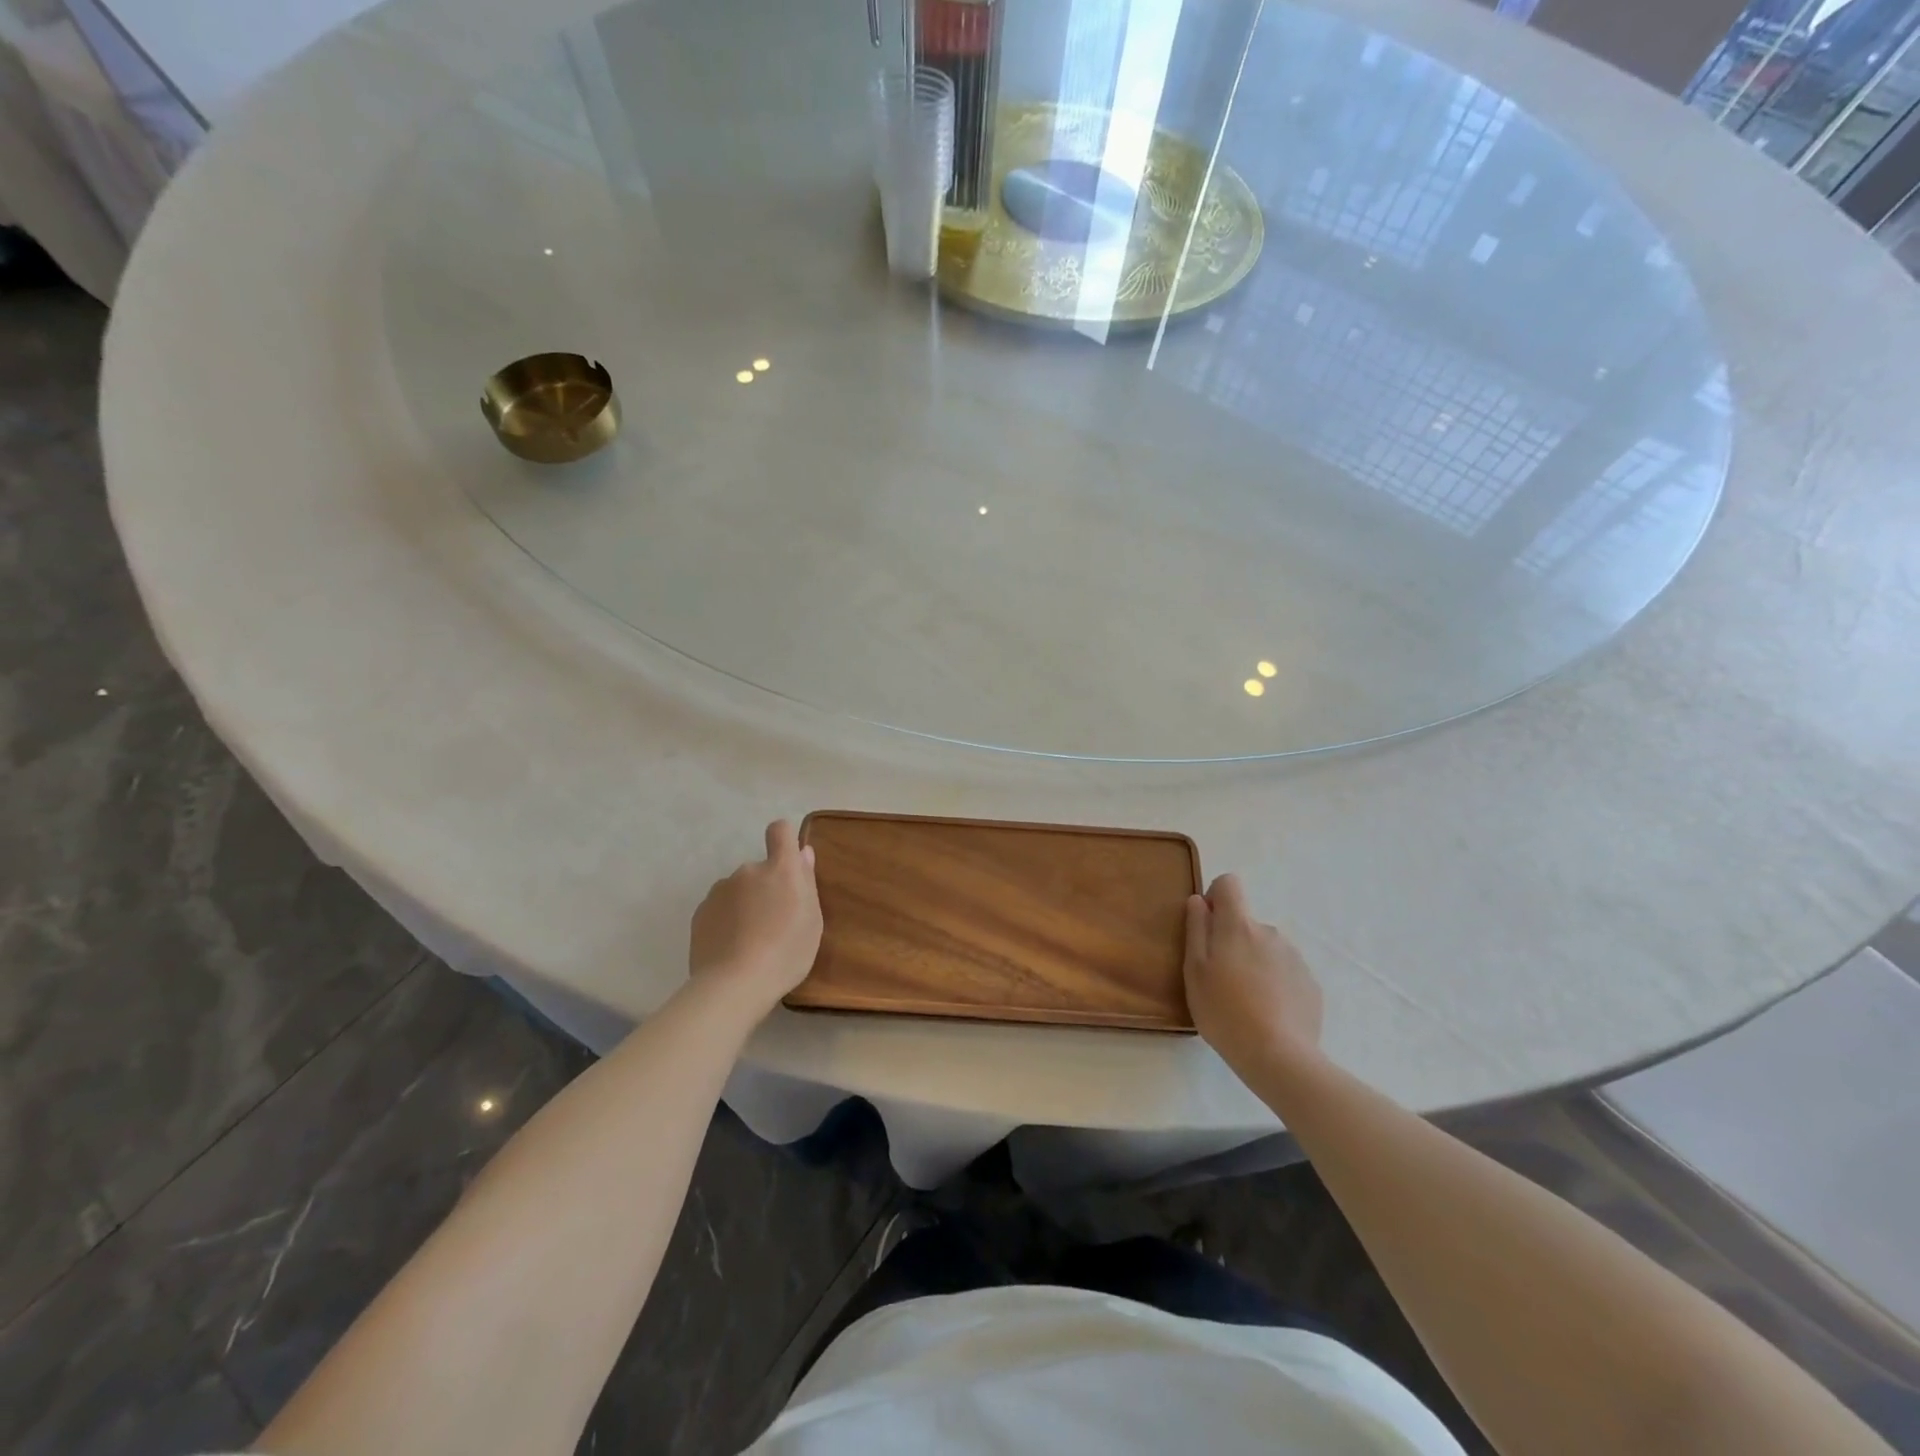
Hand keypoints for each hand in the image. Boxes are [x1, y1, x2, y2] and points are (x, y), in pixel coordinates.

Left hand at [689, 820, 822, 1012]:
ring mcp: (720, 890)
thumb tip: (803, 852)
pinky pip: (720, 909)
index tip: (789, 865)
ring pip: (738, 890)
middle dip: (766, 888)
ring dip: (745, 904)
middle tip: (774, 923)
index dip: (785, 841)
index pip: (780, 831)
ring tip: (750, 941)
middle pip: (760, 869)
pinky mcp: (700, 912)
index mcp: (779, 869)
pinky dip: (726, 921)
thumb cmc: (785, 952)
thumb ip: (807, 882)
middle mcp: (747, 870)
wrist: (733, 985)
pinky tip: (731, 948)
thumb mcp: (812, 921)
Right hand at [1183, 873, 1323, 1075]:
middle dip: (1232, 941)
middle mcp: (1269, 932)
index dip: (1215, 897)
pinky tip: (1267, 1013)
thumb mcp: (1194, 970)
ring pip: (1265, 948)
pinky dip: (1274, 983)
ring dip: (1253, 963)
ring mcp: (1294, 957)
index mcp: (1238, 926)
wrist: (1279, 1056)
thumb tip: (1199, 901)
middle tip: (1220, 979)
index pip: (1229, 883)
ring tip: (1245, 1001)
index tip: (1207, 926)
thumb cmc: (1224, 1011)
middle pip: (1245, 922)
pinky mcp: (1310, 983)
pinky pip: (1284, 972)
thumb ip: (1196, 930)